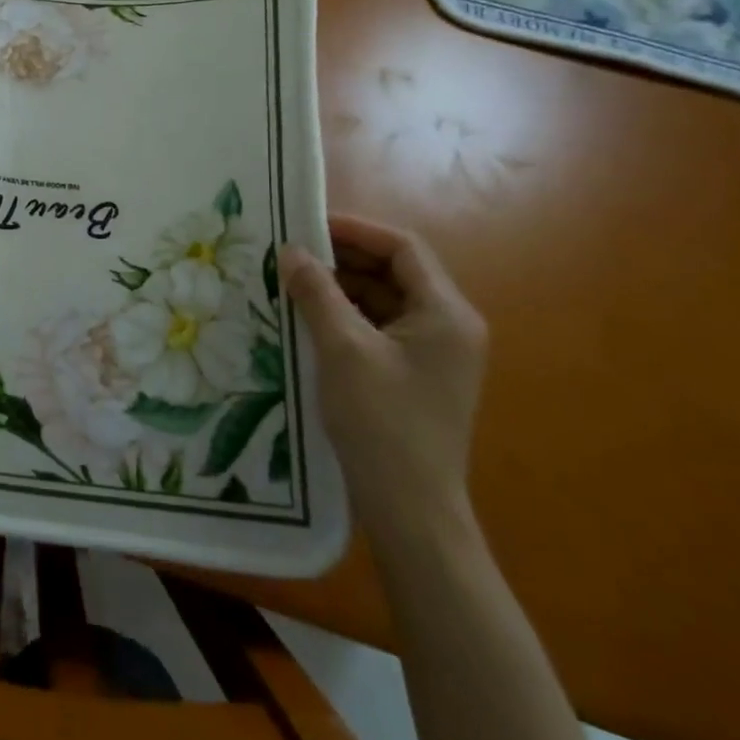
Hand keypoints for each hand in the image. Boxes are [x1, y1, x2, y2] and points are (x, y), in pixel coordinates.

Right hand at [280, 215, 486, 546]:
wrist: (411, 513)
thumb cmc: (382, 423)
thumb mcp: (342, 349)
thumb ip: (316, 292)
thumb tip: (291, 251)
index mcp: (447, 313)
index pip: (402, 248)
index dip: (355, 230)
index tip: (307, 226)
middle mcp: (449, 325)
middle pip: (394, 271)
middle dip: (342, 259)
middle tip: (292, 254)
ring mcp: (435, 353)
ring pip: (384, 299)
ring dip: (341, 287)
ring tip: (293, 283)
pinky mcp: (417, 374)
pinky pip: (380, 327)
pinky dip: (347, 315)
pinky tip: (309, 319)